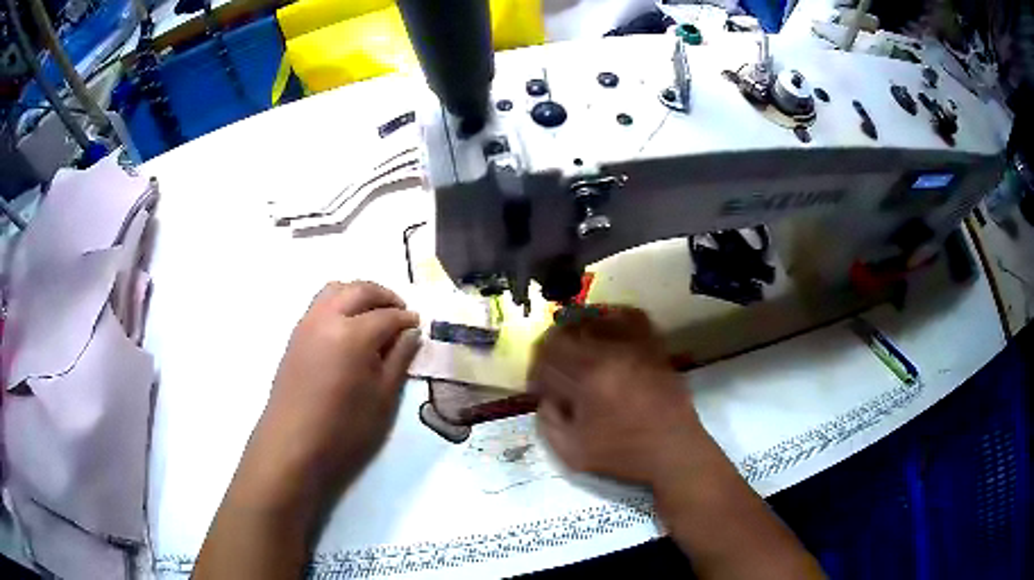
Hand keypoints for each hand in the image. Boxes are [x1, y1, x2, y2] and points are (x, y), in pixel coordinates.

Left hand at [238, 281, 420, 512]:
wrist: (293, 446)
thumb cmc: (344, 429)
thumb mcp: (383, 398)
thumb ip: (399, 359)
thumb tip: (411, 333)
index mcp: (353, 334)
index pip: (387, 315)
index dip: (407, 319)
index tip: (419, 327)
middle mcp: (327, 318)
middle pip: (359, 290)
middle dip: (384, 297)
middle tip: (401, 313)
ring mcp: (307, 324)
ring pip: (335, 290)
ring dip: (359, 295)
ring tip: (375, 317)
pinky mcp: (295, 336)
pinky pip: (320, 304)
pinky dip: (340, 304)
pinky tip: (349, 330)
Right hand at [529, 306, 706, 487]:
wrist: (674, 452)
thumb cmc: (623, 455)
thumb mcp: (572, 452)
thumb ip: (547, 422)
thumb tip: (545, 397)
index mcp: (588, 378)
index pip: (546, 357)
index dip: (535, 371)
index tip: (539, 389)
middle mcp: (611, 353)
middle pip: (566, 334)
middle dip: (551, 352)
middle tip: (552, 372)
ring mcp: (636, 346)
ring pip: (594, 320)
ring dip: (576, 333)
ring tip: (575, 352)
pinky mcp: (654, 347)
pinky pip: (631, 317)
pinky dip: (613, 318)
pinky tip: (605, 331)